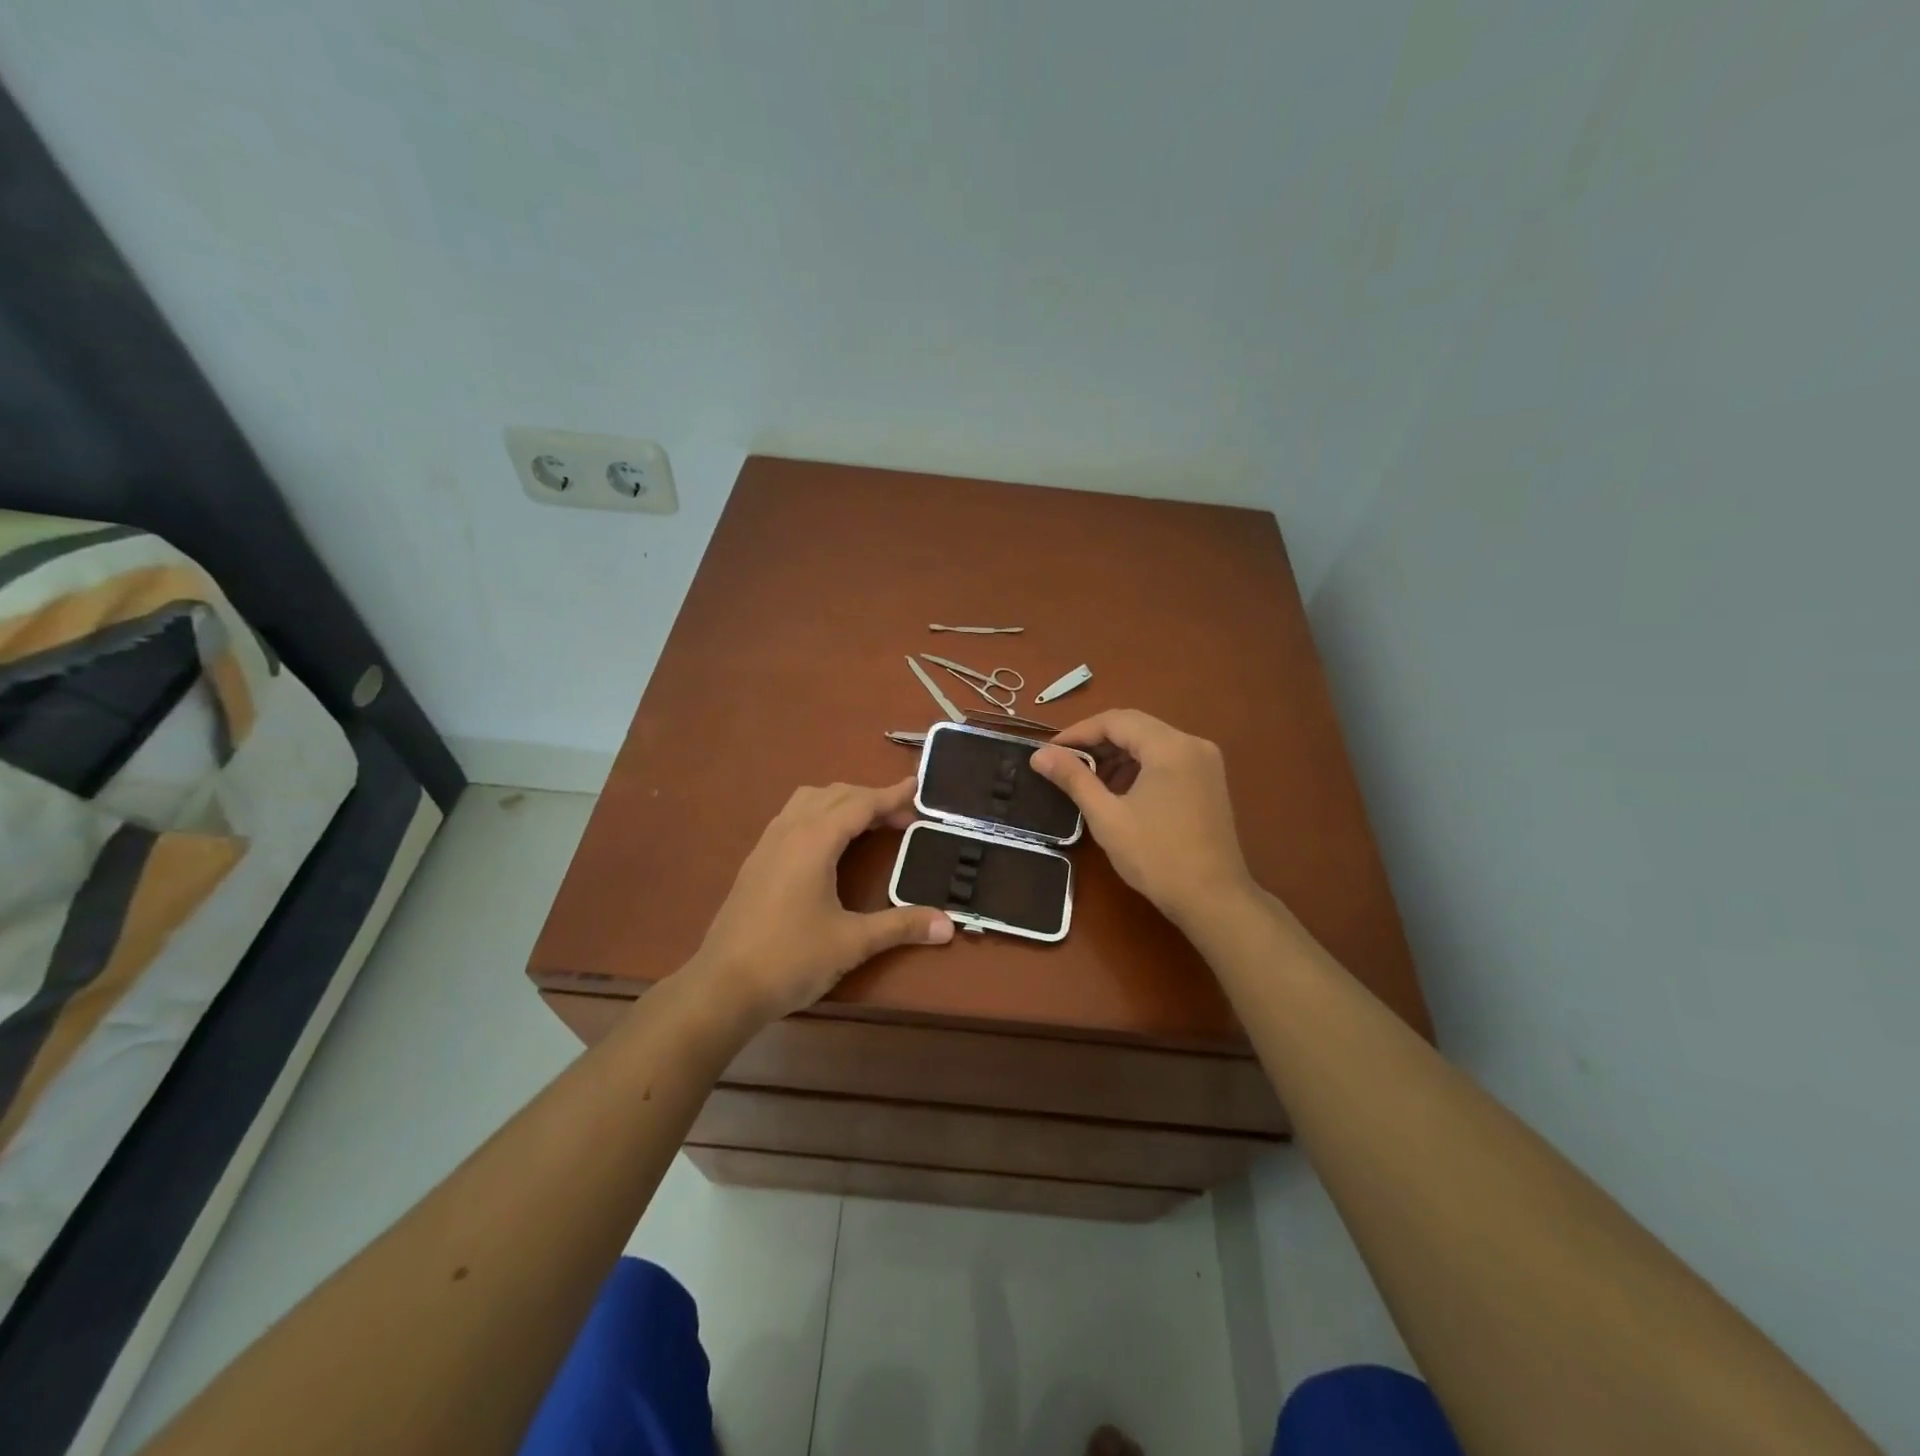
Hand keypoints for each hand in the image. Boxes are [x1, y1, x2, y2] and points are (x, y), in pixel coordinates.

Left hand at [688, 778, 953, 1025]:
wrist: (722, 987)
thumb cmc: (790, 960)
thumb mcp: (852, 943)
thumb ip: (901, 926)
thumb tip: (949, 925)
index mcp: (813, 842)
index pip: (859, 804)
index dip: (890, 795)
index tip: (916, 786)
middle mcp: (788, 832)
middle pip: (834, 796)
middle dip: (870, 798)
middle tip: (902, 817)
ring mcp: (767, 845)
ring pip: (808, 801)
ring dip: (841, 802)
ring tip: (867, 822)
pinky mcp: (755, 862)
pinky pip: (791, 817)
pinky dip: (818, 814)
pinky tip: (827, 843)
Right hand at [1030, 710, 1254, 925]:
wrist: (1213, 899)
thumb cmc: (1156, 857)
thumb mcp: (1107, 817)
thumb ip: (1073, 779)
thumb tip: (1039, 755)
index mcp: (1170, 746)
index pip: (1116, 720)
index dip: (1079, 732)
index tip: (1050, 751)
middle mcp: (1192, 744)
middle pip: (1135, 727)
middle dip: (1097, 742)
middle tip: (1064, 763)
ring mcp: (1206, 762)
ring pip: (1151, 742)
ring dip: (1118, 754)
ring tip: (1088, 780)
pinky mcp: (1209, 781)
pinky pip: (1167, 759)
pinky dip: (1139, 766)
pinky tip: (1120, 791)